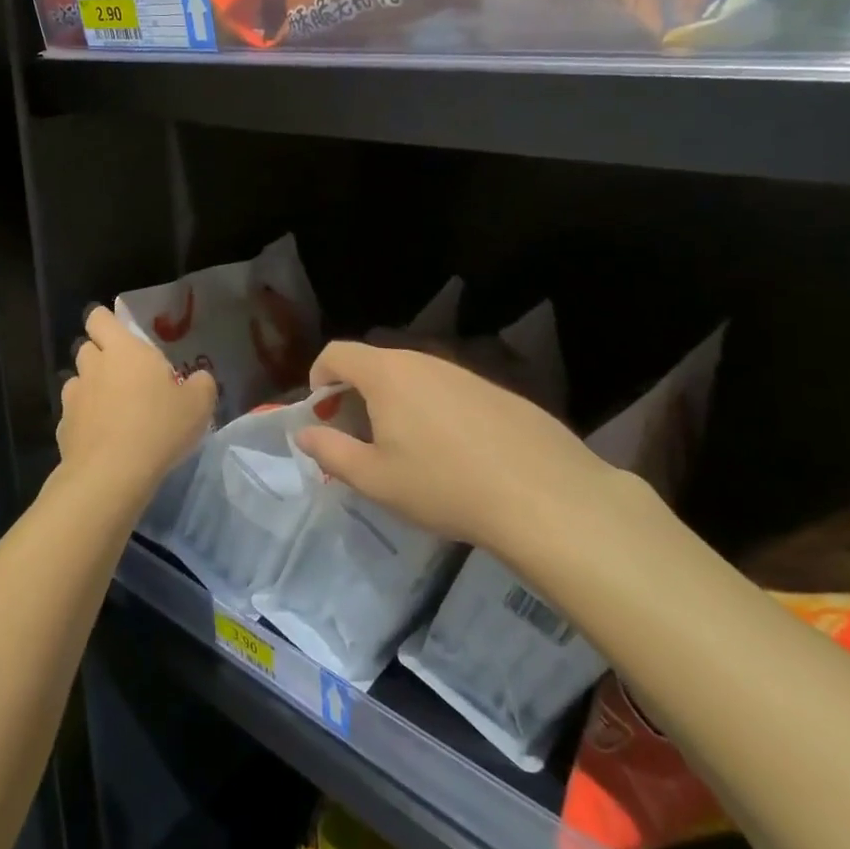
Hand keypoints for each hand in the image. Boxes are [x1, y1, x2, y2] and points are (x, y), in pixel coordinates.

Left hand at [57, 306, 215, 497]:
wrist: (112, 474)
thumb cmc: (159, 427)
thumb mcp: (198, 405)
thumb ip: (201, 384)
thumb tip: (199, 378)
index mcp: (123, 349)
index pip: (99, 318)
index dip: (106, 323)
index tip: (122, 338)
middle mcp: (93, 366)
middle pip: (87, 348)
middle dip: (101, 356)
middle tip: (125, 375)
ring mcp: (73, 397)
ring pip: (78, 381)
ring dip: (91, 388)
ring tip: (113, 408)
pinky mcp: (63, 428)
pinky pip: (73, 415)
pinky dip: (84, 420)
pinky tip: (101, 438)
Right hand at [293, 341, 620, 555]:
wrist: (544, 496)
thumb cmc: (443, 486)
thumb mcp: (374, 479)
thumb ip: (330, 452)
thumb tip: (305, 434)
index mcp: (387, 374)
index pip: (336, 352)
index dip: (318, 377)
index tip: (321, 414)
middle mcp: (423, 361)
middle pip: (374, 364)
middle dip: (354, 395)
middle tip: (358, 439)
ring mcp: (464, 373)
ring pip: (413, 377)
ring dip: (394, 403)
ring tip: (405, 450)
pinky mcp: (497, 391)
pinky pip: (448, 391)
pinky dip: (432, 411)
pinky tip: (454, 454)